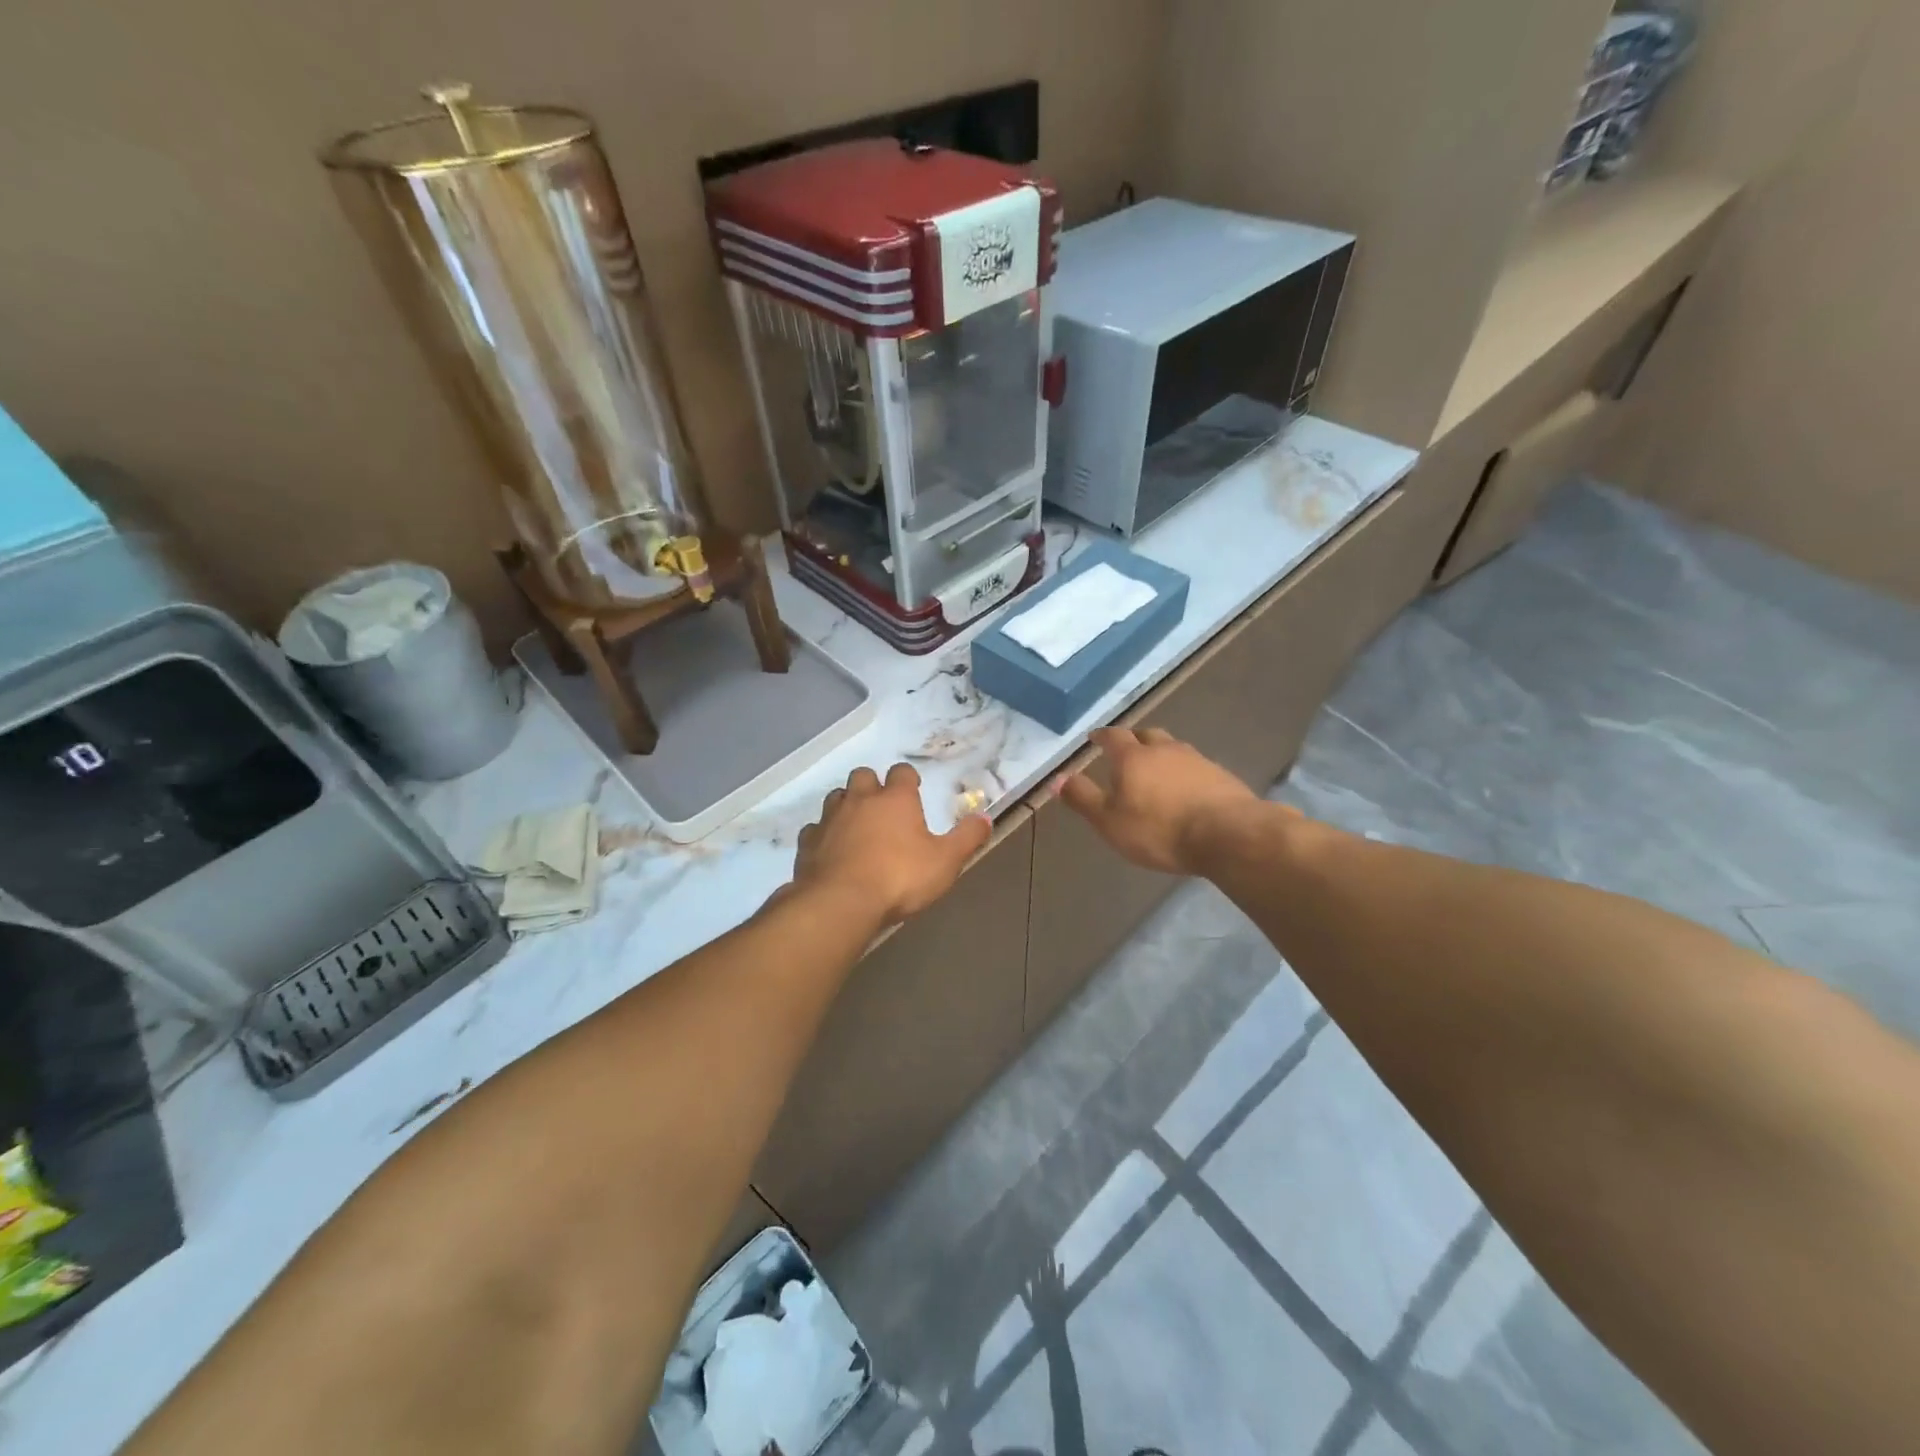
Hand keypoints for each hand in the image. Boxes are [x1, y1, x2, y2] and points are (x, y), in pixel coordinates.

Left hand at [792, 764, 990, 928]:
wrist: (841, 903)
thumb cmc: (899, 878)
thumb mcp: (946, 861)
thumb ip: (967, 838)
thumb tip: (986, 817)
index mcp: (895, 799)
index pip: (902, 773)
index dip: (908, 778)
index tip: (913, 789)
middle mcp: (860, 800)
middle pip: (862, 776)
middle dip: (872, 784)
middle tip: (882, 806)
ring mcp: (830, 819)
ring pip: (836, 798)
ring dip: (846, 805)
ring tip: (856, 825)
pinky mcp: (808, 843)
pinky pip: (815, 829)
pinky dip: (823, 835)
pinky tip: (830, 850)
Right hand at [1053, 726, 1264, 874]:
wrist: (1227, 835)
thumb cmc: (1158, 829)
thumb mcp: (1109, 821)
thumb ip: (1083, 798)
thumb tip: (1057, 778)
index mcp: (1132, 758)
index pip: (1113, 737)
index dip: (1102, 736)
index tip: (1095, 737)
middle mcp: (1164, 750)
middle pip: (1147, 735)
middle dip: (1134, 740)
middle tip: (1127, 750)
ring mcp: (1196, 760)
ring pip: (1173, 749)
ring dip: (1162, 755)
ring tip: (1156, 770)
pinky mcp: (1221, 776)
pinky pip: (1196, 767)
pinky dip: (1185, 773)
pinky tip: (1186, 789)